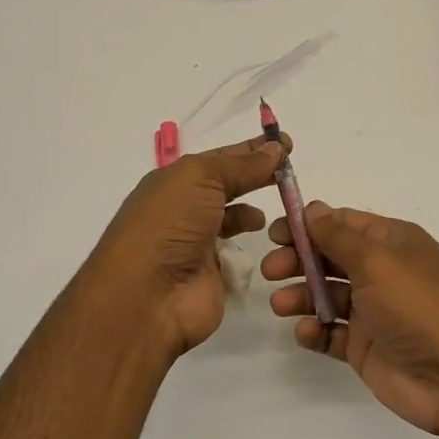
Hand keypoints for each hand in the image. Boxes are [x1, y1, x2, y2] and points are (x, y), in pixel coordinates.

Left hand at [83, 135, 286, 363]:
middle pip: (227, 186)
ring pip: (233, 219)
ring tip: (284, 206)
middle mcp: (184, 209)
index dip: (251, 149)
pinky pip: (237, 253)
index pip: (219, 158)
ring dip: (253, 211)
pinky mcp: (212, 274)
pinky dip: (251, 244)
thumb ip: (242, 165)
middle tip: (291, 172)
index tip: (286, 143)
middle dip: (256, 176)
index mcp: (175, 181)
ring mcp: (197, 243)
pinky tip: (266, 238)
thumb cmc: (170, 224)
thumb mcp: (202, 178)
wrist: (148, 295)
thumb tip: (275, 149)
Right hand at [262, 203, 438, 436]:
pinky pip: (332, 333)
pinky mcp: (366, 347)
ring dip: (301, 295)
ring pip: (327, 296)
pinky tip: (306, 331)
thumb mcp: (376, 259)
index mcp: (392, 243)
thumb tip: (313, 209)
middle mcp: (383, 273)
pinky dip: (315, 331)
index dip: (309, 225)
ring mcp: (374, 312)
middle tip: (271, 269)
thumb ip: (338, 236)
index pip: (344, 224)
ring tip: (281, 304)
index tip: (276, 232)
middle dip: (299, 260)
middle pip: (331, 259)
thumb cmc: (417, 304)